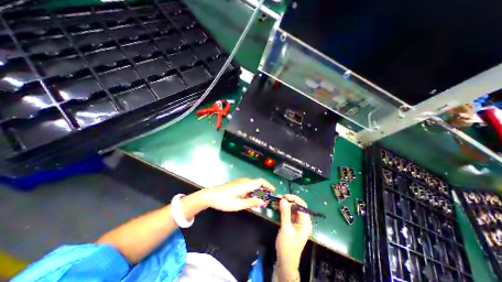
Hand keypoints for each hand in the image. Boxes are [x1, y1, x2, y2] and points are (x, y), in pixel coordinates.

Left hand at [199, 178, 276, 210]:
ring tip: (260, 201)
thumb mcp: (239, 204)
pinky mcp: (237, 184)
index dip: (268, 185)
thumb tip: (263, 202)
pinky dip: (252, 191)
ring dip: (258, 191)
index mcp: (246, 184)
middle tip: (267, 199)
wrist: (211, 196)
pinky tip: (250, 199)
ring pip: (253, 184)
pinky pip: (248, 186)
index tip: (273, 191)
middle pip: (258, 182)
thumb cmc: (224, 201)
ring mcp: (240, 182)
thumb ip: (251, 202)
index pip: (261, 181)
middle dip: (264, 190)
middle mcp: (244, 181)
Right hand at [276, 194, 312, 278]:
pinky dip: (283, 209)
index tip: (284, 196)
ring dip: (284, 204)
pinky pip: (288, 213)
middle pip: (297, 206)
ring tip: (275, 201)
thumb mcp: (285, 228)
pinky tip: (276, 207)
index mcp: (305, 223)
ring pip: (292, 209)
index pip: (302, 206)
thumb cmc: (287, 246)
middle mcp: (303, 221)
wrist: (284, 262)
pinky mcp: (292, 224)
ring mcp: (297, 223)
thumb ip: (285, 213)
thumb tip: (283, 199)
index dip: (293, 199)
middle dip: (288, 201)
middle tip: (278, 197)